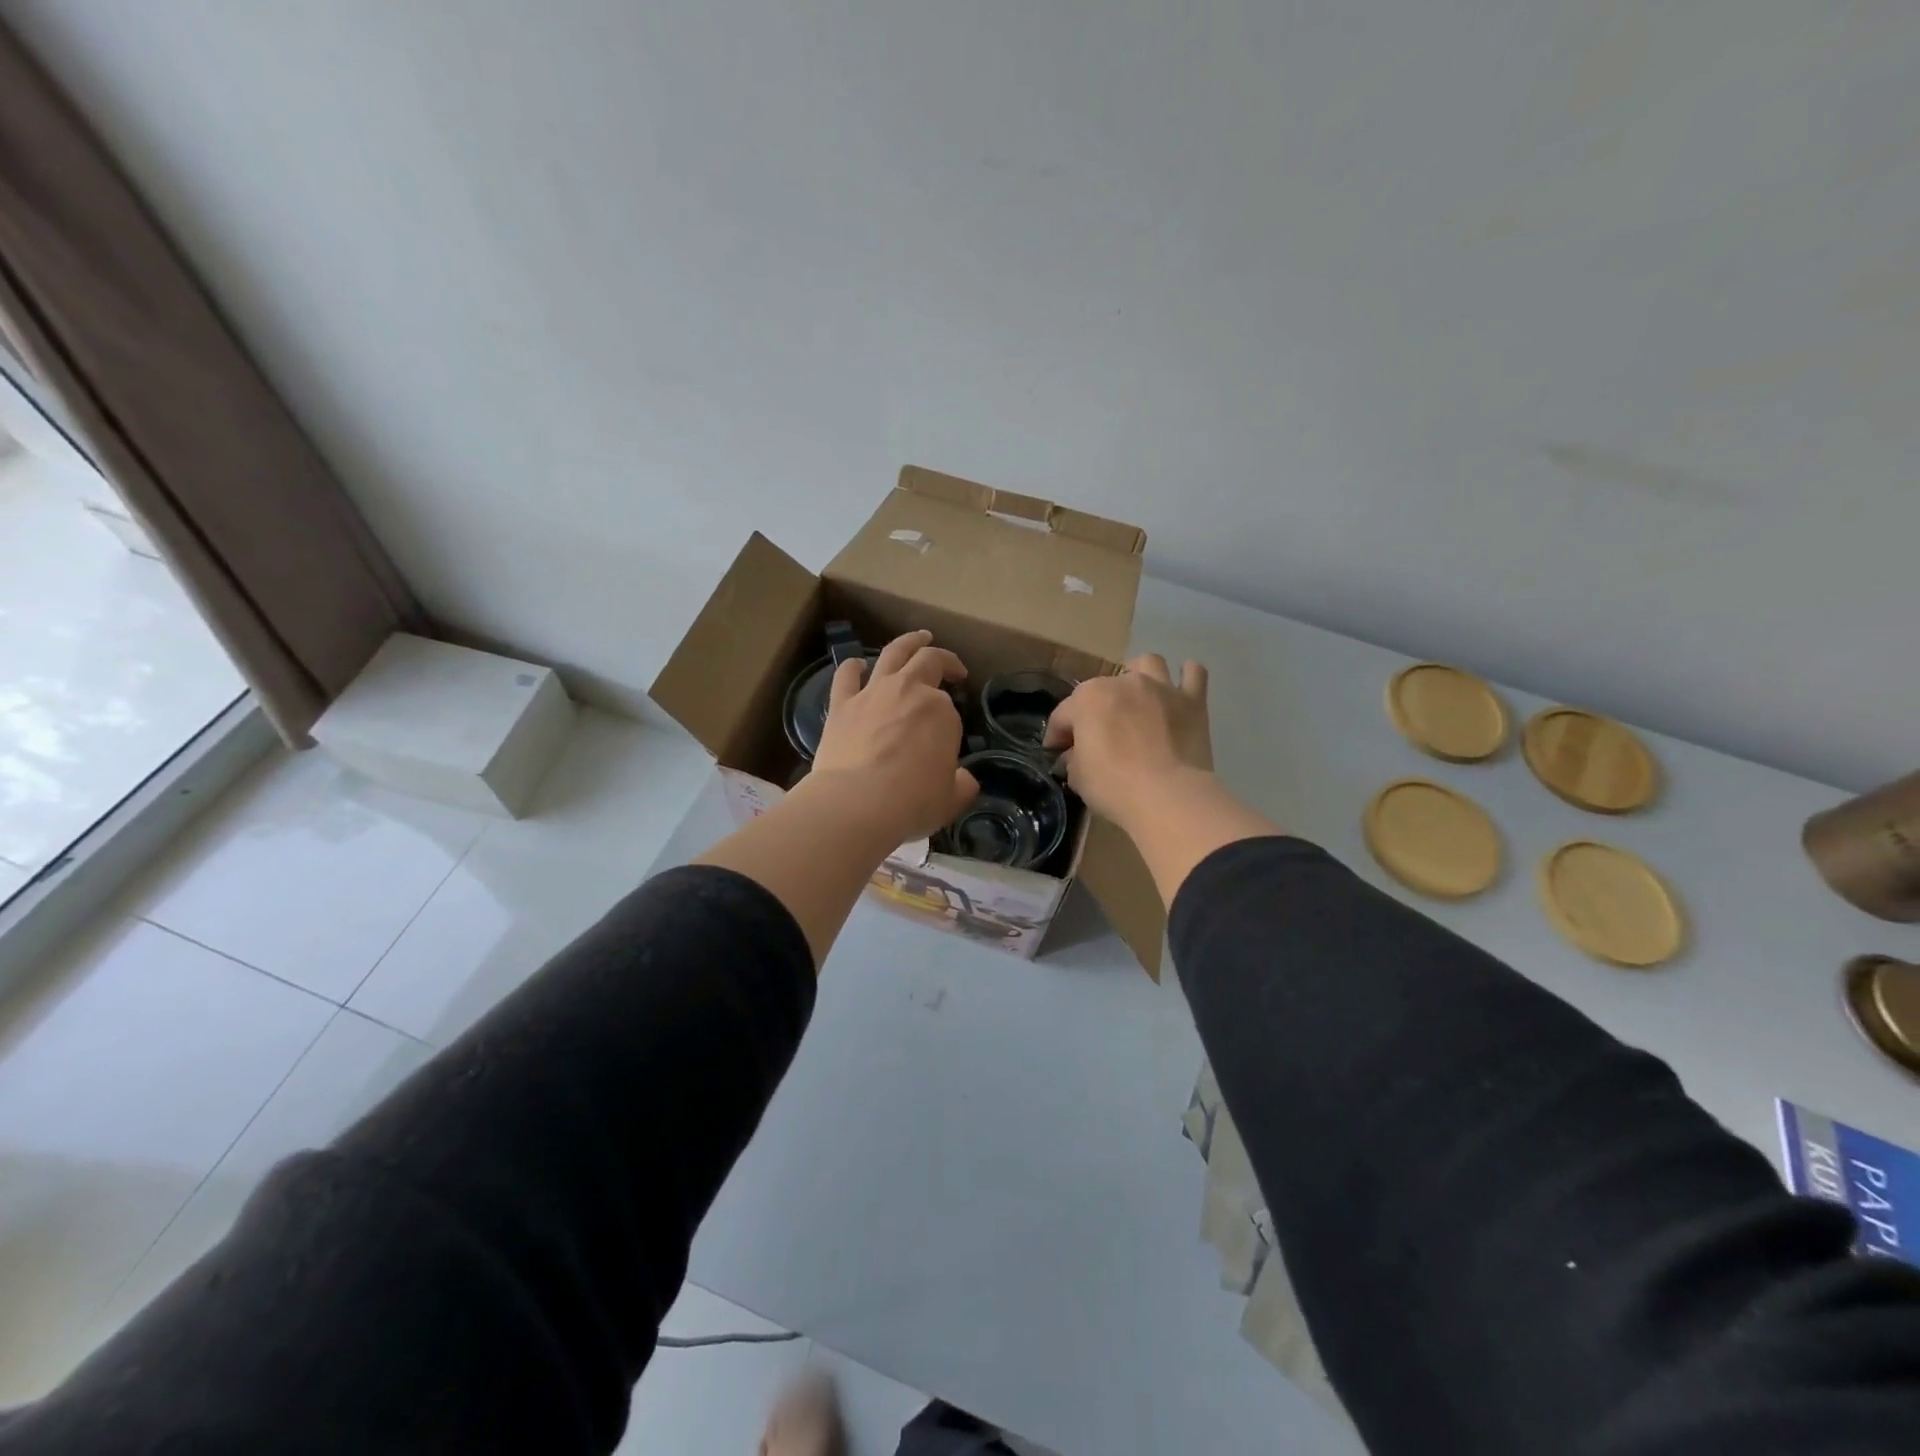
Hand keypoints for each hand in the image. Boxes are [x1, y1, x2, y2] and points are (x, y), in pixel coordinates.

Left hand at [808, 630, 977, 841]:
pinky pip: (846, 676)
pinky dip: (853, 666)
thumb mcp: (952, 799)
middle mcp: (909, 691)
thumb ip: (962, 784)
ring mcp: (873, 693)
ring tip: (918, 637)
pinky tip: (857, 664)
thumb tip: (965, 780)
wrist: (858, 803)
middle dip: (943, 660)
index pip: (949, 709)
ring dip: (908, 642)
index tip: (949, 735)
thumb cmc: (913, 801)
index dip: (950, 720)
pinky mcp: (841, 705)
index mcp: (941, 711)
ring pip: (893, 653)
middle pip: (929, 661)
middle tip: (951, 666)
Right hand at [1043, 654, 1213, 828]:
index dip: (1057, 736)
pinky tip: (1180, 692)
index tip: (1057, 753)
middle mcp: (1123, 682)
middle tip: (1097, 737)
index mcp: (1088, 699)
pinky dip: (1186, 678)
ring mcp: (1161, 687)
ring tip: (1137, 698)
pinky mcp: (1192, 701)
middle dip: (1094, 710)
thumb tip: (1075, 756)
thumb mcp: (1078, 778)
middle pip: (1101, 689)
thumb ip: (1073, 759)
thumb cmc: (1115, 787)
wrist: (1169, 797)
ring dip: (1139, 676)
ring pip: (1147, 664)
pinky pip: (1193, 674)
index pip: (1063, 715)